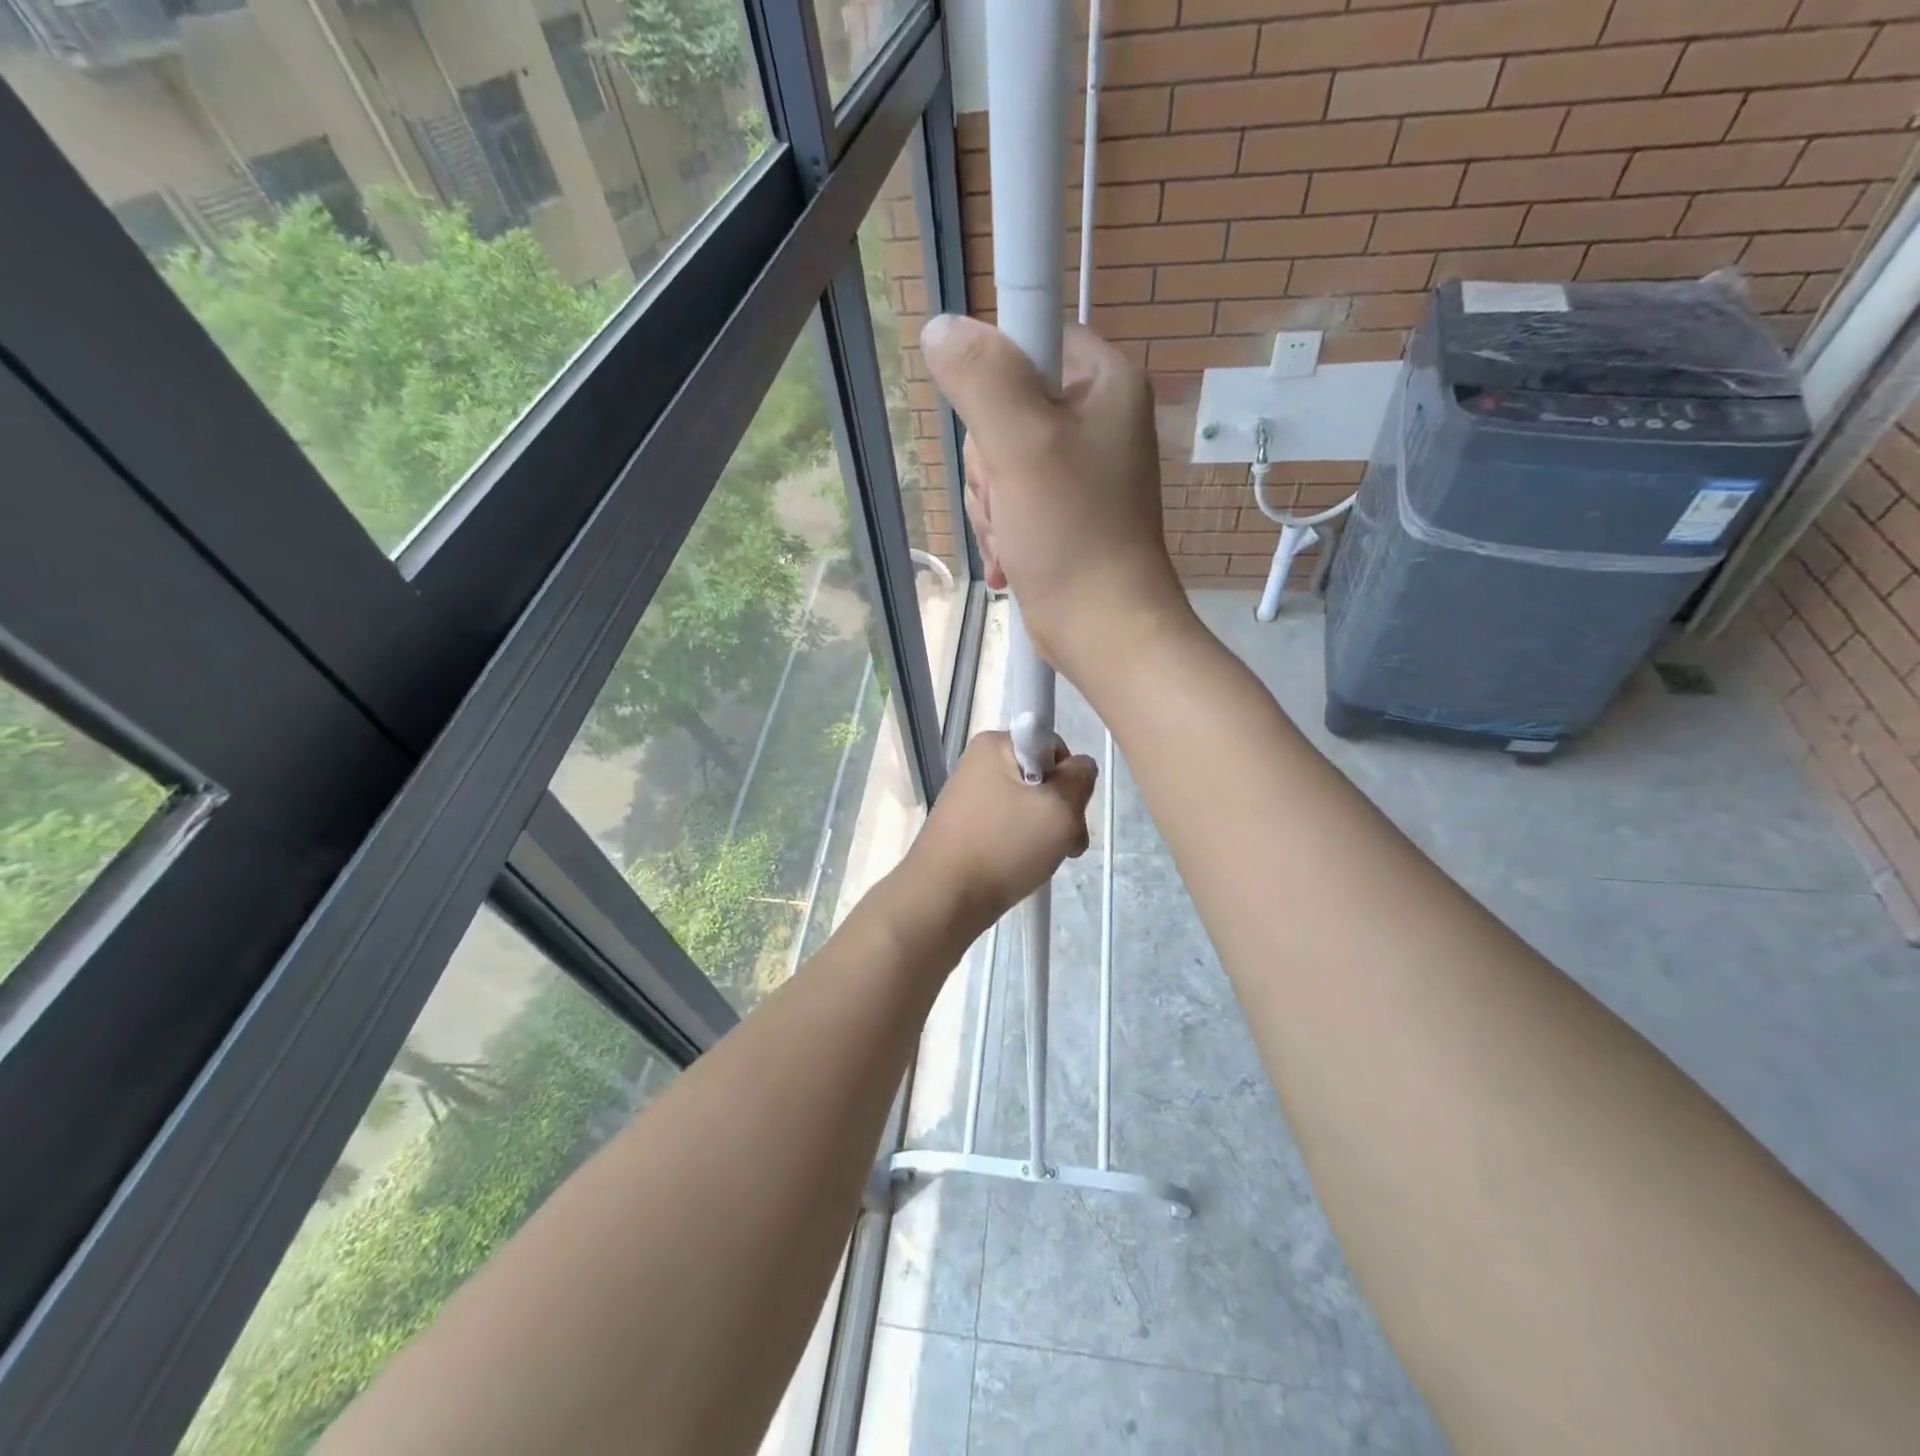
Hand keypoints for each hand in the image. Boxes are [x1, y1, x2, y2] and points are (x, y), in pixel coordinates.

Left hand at [902, 732, 1097, 933]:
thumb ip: (1080, 778)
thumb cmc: (1004, 845)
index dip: (1069, 778)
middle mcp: (979, 764)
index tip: (1069, 811)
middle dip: (1061, 811)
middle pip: (1042, 779)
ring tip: (1046, 861)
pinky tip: (1024, 867)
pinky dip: (1023, 845)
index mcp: (995, 744)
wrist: (943, 898)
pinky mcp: (965, 827)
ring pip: (1027, 807)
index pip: (1053, 747)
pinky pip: (1007, 826)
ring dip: (1046, 832)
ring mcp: (969, 797)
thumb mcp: (1059, 808)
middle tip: (1067, 844)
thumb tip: (1079, 766)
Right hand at [921, 315, 1190, 683]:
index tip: (997, 432)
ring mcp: (1078, 468)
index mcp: (1104, 381)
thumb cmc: (1072, 534)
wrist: (1102, 630)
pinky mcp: (1062, 510)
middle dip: (989, 463)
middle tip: (1009, 498)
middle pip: (1003, 407)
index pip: (1028, 338)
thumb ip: (982, 378)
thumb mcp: (1022, 445)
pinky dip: (1001, 528)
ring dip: (990, 504)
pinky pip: (1008, 498)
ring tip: (1013, 536)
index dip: (995, 382)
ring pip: (997, 459)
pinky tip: (1010, 558)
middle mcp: (1095, 417)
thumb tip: (941, 328)